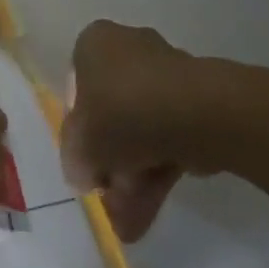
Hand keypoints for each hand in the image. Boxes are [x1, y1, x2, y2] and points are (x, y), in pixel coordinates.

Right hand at [61, 20, 201, 241]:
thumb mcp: (80, 142)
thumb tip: (81, 172)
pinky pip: (167, 135)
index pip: (76, 88)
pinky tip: (148, 213)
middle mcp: (128, 49)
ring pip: (141, 130)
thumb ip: (74, 158)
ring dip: (132, 176)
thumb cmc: (122, 112)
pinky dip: (157, 170)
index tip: (85, 164)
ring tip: (129, 223)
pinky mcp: (194, 101)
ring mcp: (164, 74)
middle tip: (109, 201)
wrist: (194, 112)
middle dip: (110, 164)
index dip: (79, 130)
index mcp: (94, 44)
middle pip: (112, 113)